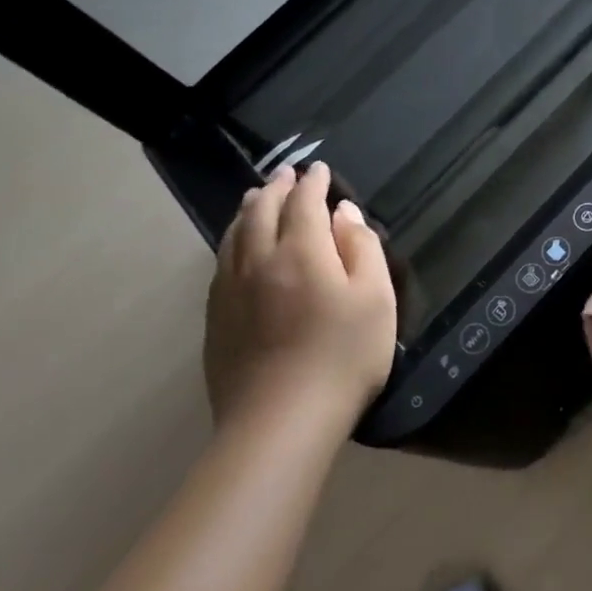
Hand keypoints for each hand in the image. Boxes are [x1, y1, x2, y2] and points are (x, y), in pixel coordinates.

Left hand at [203, 161, 397, 430]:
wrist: (281, 421)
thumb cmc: (343, 356)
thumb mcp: (376, 298)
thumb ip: (362, 248)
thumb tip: (344, 214)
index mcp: (301, 252)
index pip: (304, 204)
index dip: (313, 183)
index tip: (320, 169)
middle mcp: (259, 262)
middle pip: (261, 213)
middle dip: (276, 189)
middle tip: (286, 174)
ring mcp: (230, 292)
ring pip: (234, 236)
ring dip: (247, 210)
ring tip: (255, 198)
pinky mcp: (216, 320)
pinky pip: (221, 263)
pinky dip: (231, 241)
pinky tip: (236, 247)